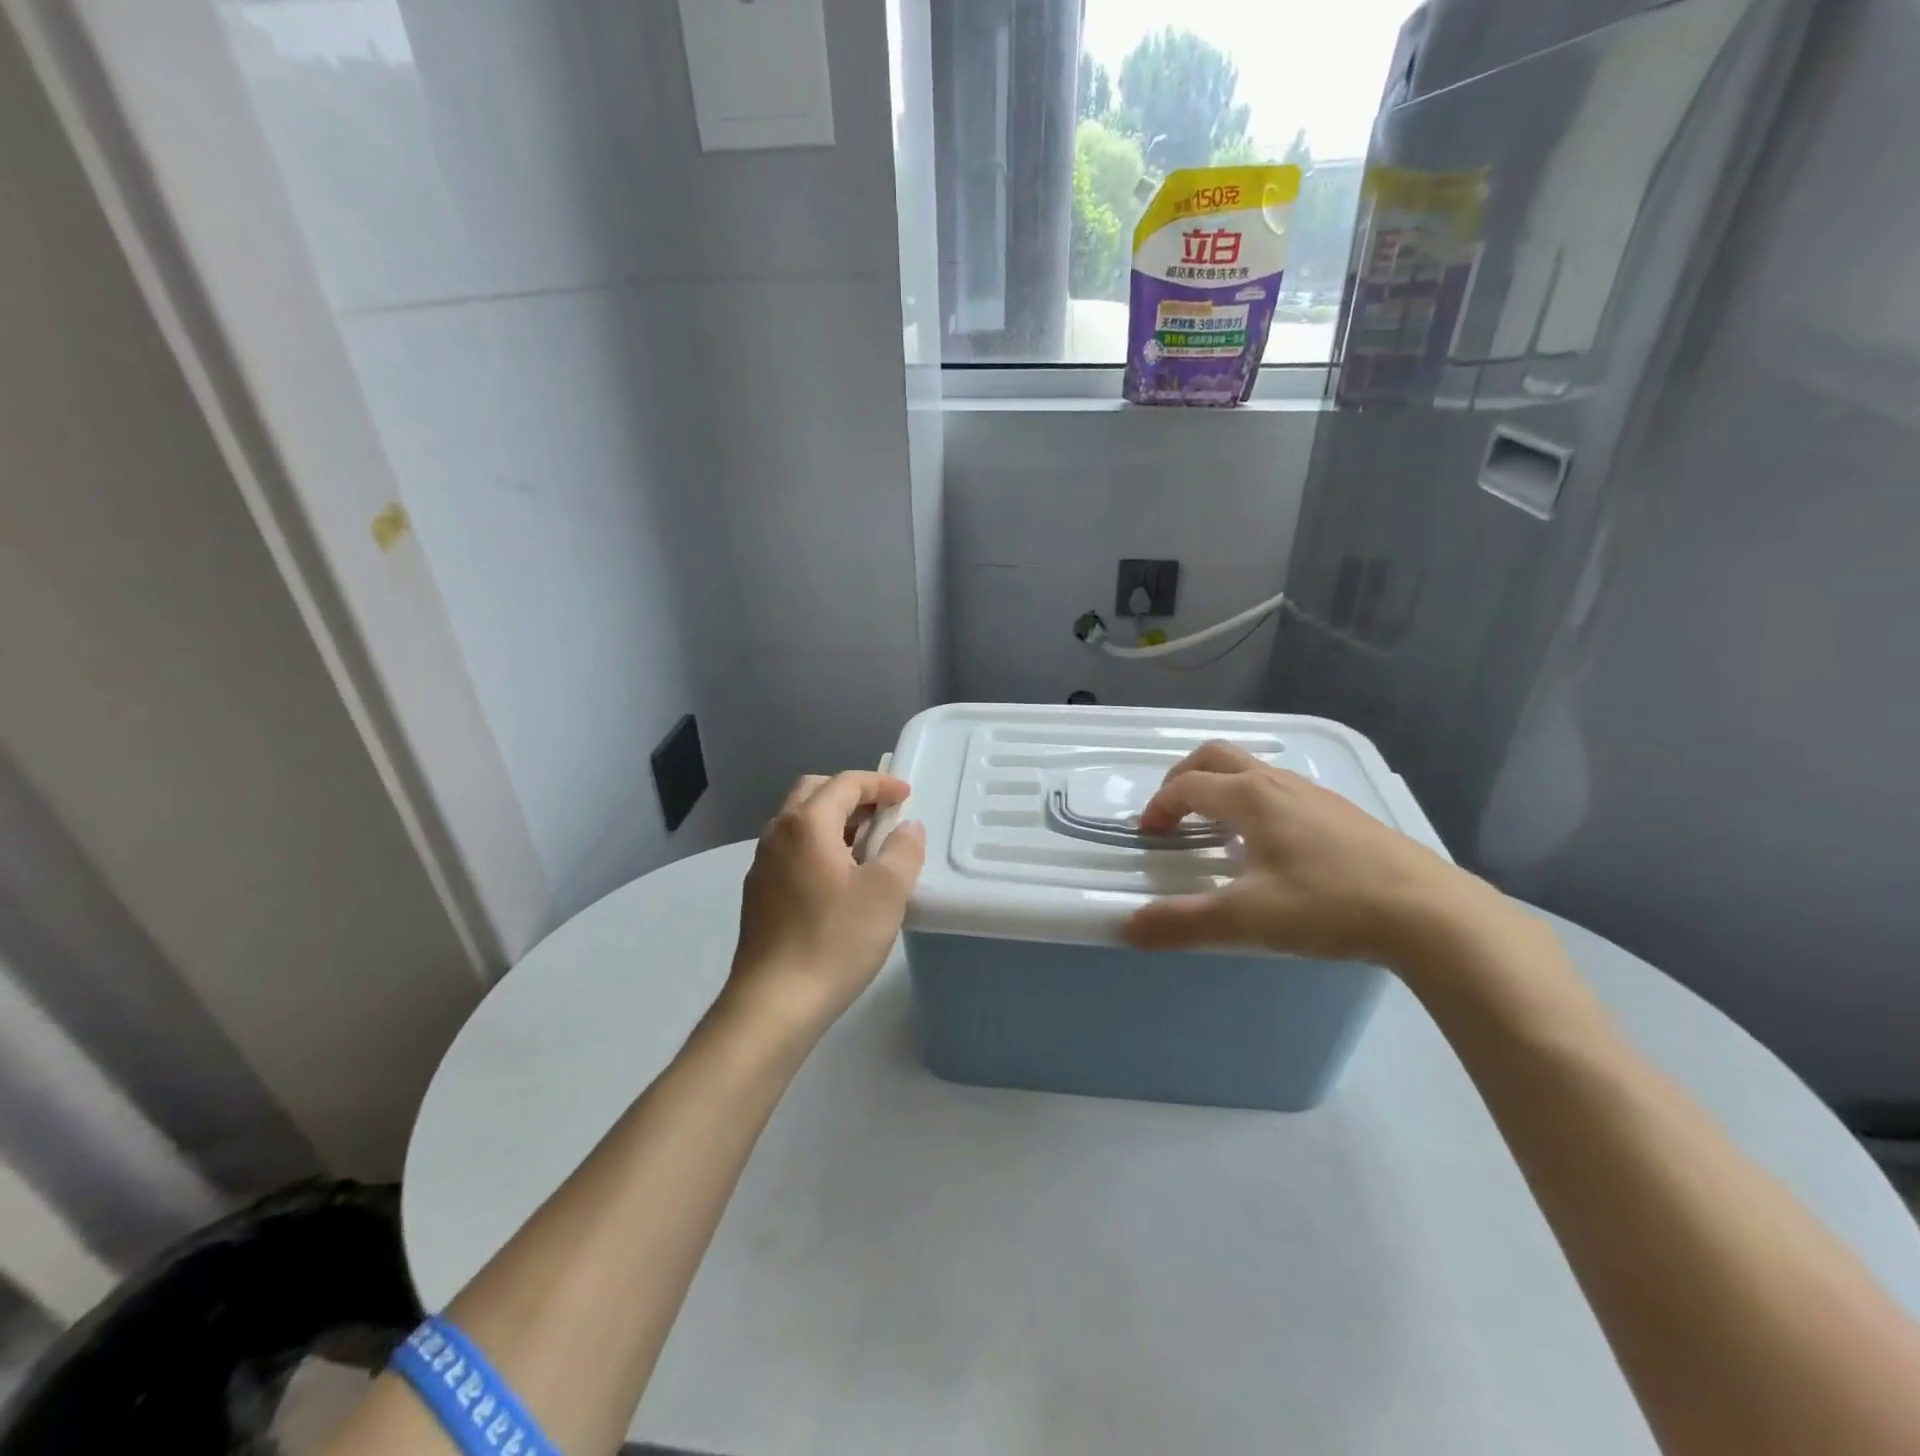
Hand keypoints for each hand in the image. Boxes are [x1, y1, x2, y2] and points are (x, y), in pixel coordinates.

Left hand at [726, 771, 926, 1034]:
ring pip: (798, 821)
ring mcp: (762, 864)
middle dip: (851, 793)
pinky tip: (839, 878)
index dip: (879, 783)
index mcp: (807, 824)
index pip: (845, 783)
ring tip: (867, 845)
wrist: (774, 1002)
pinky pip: (791, 849)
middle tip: (883, 813)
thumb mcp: (886, 893)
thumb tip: (907, 828)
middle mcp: (778, 834)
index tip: (906, 796)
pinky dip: (818, 845)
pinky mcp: (758, 893)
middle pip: (814, 792)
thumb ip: (903, 850)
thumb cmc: (835, 940)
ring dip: (833, 820)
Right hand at [1123, 740, 1486, 965]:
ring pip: (1253, 771)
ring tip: (1217, 831)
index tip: (1148, 836)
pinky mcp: (1344, 814)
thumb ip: (1181, 924)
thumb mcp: (1245, 920)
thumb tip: (1127, 928)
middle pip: (1217, 756)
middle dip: (1184, 778)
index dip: (1159, 806)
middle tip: (1172, 814)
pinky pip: (1283, 790)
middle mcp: (1279, 784)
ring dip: (1221, 788)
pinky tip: (1271, 846)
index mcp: (1250, 798)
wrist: (1430, 914)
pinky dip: (1255, 802)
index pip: (1187, 785)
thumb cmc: (1327, 905)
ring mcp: (1316, 795)